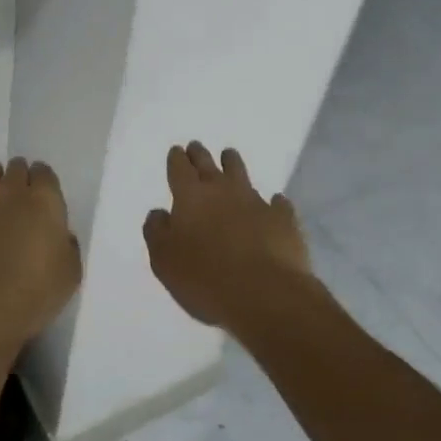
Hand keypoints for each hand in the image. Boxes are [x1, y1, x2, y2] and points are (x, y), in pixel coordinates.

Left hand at [0, 158, 81, 347]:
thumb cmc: (35, 290)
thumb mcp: (70, 273)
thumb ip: (67, 247)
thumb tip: (61, 238)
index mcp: (45, 200)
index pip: (45, 173)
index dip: (44, 181)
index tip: (44, 192)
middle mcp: (11, 193)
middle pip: (16, 169)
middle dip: (19, 176)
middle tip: (21, 193)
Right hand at [143, 142, 314, 331]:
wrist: (264, 293)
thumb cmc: (205, 278)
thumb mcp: (164, 260)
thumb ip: (157, 232)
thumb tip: (159, 213)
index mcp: (190, 197)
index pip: (179, 169)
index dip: (176, 159)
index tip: (177, 151)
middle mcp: (222, 191)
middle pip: (208, 164)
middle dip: (200, 154)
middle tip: (196, 147)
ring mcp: (255, 201)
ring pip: (241, 173)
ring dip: (232, 163)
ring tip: (229, 156)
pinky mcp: (283, 218)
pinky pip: (277, 203)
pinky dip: (273, 201)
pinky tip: (275, 203)